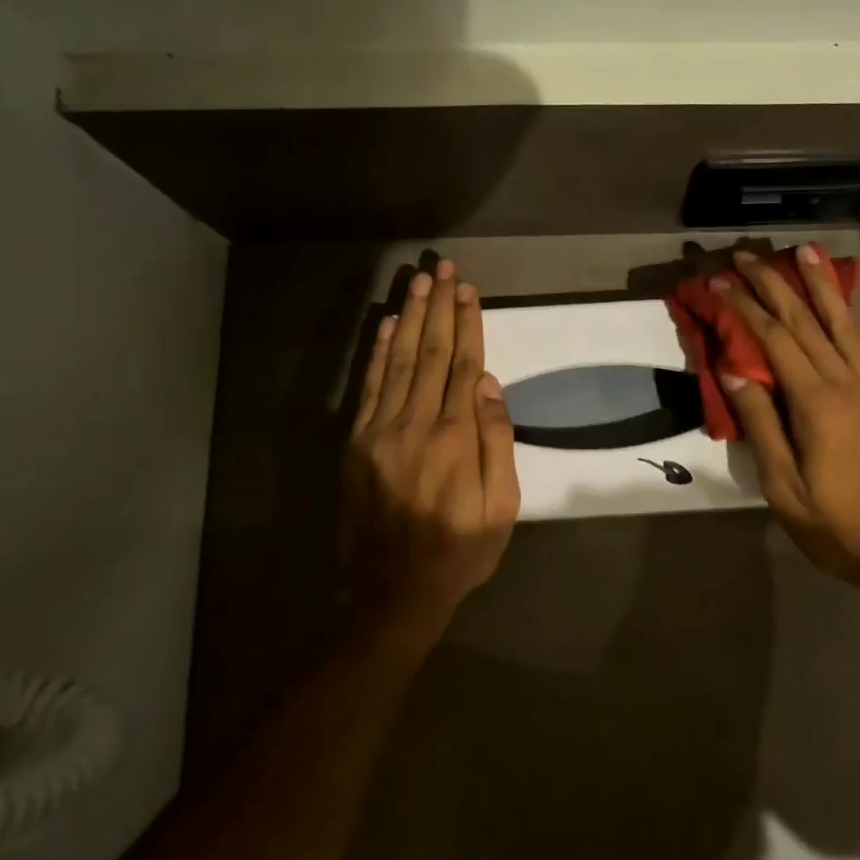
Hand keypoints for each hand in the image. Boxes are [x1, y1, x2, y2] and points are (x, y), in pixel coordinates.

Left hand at [342, 259, 519, 654]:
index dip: (467, 324)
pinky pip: (369, 387)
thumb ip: (497, 443)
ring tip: (419, 282)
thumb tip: (488, 384)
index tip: (468, 290)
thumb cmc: (459, 551)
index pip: (463, 365)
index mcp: (456, 438)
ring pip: (400, 360)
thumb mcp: (501, 508)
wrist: (392, 592)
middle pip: (432, 352)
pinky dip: (378, 352)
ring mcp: (381, 430)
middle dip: (439, 307)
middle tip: (443, 267)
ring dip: (410, 317)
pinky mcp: (357, 442)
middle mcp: (417, 423)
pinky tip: (387, 324)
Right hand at [715, 245, 859, 599]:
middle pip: (805, 320)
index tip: (719, 281)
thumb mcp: (785, 489)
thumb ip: (760, 426)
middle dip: (774, 283)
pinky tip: (840, 305)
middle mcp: (847, 381)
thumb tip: (732, 370)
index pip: (774, 339)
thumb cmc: (842, 527)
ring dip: (820, 284)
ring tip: (804, 251)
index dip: (744, 307)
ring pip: (842, 322)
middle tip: (746, 255)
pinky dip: (848, 314)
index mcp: (817, 403)